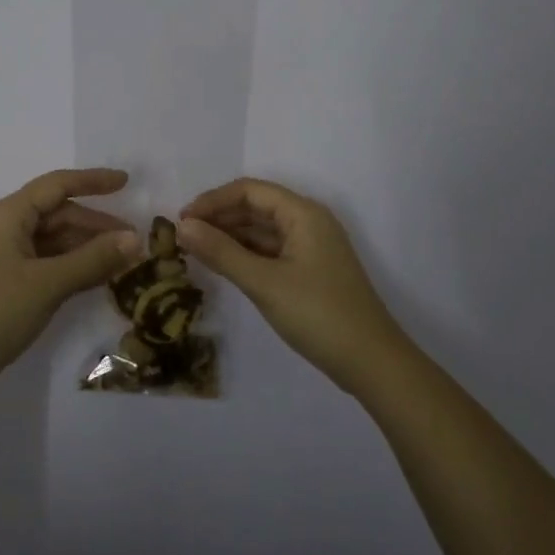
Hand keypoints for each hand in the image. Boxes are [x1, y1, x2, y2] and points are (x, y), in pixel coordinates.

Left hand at [0, 169, 141, 397]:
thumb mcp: (49, 284)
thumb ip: (93, 259)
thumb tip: (135, 239)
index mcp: (8, 215)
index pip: (57, 185)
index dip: (93, 181)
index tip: (126, 182)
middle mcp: (4, 227)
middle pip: (57, 214)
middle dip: (95, 225)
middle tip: (133, 242)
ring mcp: (2, 255)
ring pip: (52, 240)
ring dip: (86, 248)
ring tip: (122, 262)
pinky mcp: (4, 281)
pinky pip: (45, 261)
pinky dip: (71, 266)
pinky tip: (96, 278)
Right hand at [179, 178, 409, 392]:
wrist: (372, 363)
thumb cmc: (318, 314)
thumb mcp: (263, 282)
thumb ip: (221, 252)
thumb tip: (181, 226)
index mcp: (303, 213)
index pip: (249, 191)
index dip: (213, 201)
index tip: (181, 220)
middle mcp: (308, 222)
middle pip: (255, 207)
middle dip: (219, 218)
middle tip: (182, 237)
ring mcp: (311, 247)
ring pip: (262, 230)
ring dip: (230, 236)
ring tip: (195, 251)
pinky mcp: (310, 270)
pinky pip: (271, 251)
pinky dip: (245, 254)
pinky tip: (223, 266)